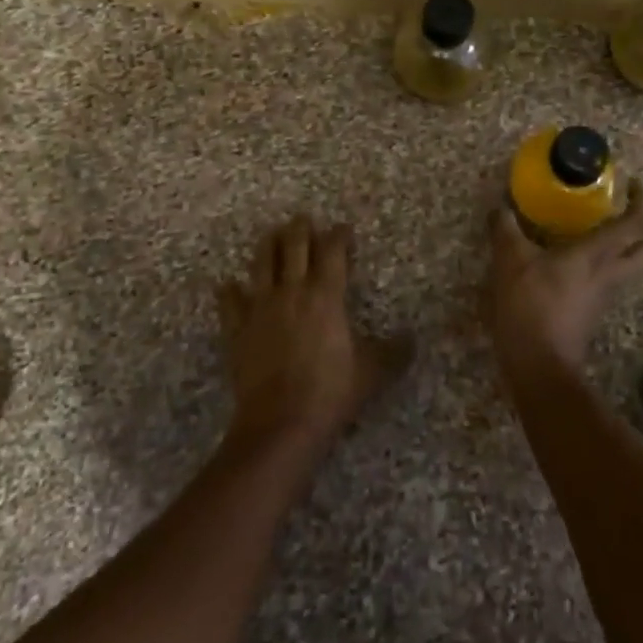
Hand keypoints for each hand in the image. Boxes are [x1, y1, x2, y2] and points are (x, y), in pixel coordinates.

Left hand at [218, 216, 408, 455]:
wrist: (281, 423)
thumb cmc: (331, 392)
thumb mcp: (371, 372)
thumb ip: (393, 352)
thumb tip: (413, 340)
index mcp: (326, 295)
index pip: (333, 251)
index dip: (338, 235)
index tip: (344, 229)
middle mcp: (292, 291)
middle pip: (293, 246)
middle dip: (299, 229)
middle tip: (303, 219)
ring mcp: (260, 308)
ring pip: (261, 263)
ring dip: (267, 245)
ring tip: (271, 235)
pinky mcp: (238, 329)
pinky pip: (230, 302)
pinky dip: (230, 291)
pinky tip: (229, 286)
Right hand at [486, 181, 642, 371]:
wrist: (539, 365)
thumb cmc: (530, 306)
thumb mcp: (510, 261)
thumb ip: (506, 229)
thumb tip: (500, 205)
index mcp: (595, 255)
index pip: (632, 225)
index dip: (638, 203)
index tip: (633, 185)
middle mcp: (607, 275)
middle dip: (639, 230)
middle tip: (620, 212)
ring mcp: (602, 298)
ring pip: (627, 269)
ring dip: (622, 250)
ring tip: (596, 233)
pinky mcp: (590, 314)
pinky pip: (606, 283)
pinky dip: (599, 268)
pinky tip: (573, 264)